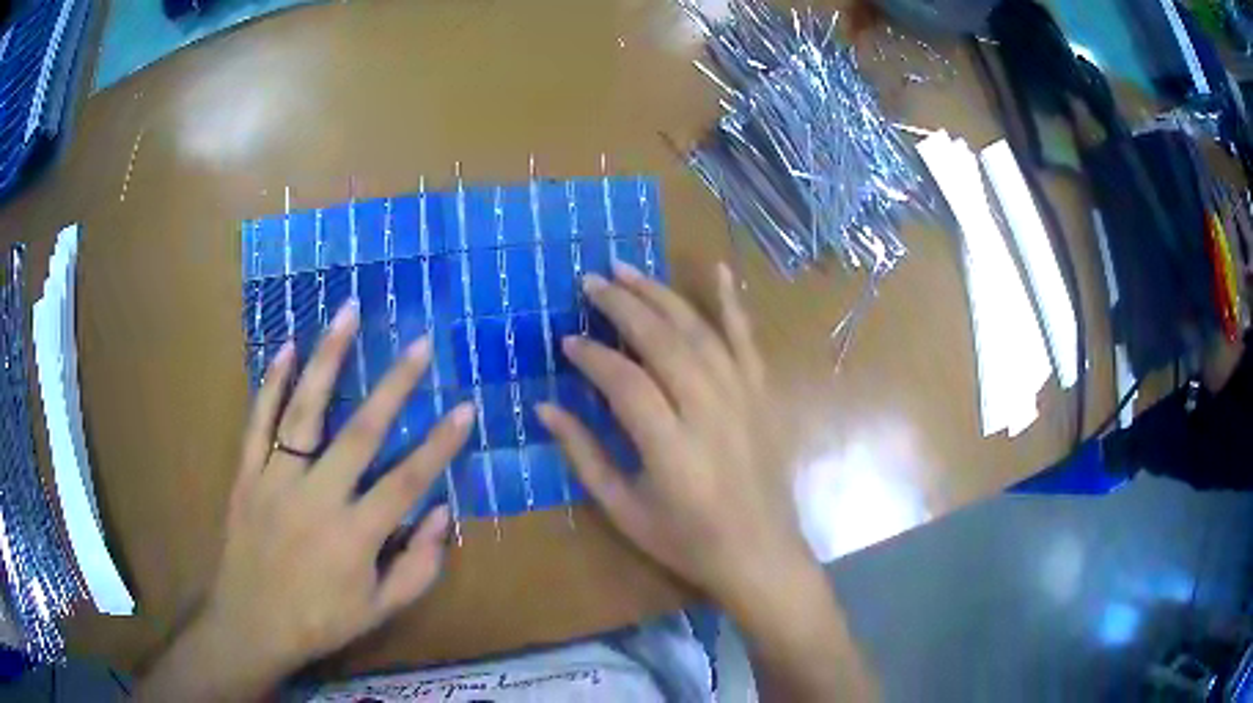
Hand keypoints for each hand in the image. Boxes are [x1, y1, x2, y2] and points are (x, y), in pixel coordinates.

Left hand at [140, 302, 473, 699]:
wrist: (252, 624)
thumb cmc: (320, 621)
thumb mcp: (380, 610)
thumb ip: (418, 567)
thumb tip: (443, 514)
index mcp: (354, 536)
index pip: (407, 482)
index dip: (440, 446)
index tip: (465, 408)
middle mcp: (316, 499)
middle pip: (360, 434)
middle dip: (394, 386)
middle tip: (420, 344)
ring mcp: (276, 481)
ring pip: (304, 412)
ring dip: (327, 360)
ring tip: (347, 314)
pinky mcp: (247, 475)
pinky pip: (259, 422)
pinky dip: (271, 383)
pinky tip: (287, 348)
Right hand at [537, 262, 811, 610]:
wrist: (760, 554)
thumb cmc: (687, 541)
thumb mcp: (624, 510)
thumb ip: (584, 455)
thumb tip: (544, 409)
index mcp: (672, 447)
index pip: (626, 382)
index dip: (592, 356)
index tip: (567, 341)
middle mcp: (710, 411)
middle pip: (663, 341)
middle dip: (623, 305)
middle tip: (590, 281)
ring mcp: (742, 397)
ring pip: (699, 331)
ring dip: (661, 295)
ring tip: (628, 270)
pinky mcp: (762, 395)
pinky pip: (747, 340)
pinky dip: (732, 302)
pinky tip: (718, 270)